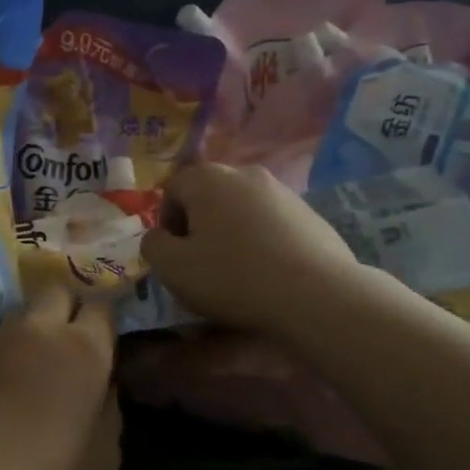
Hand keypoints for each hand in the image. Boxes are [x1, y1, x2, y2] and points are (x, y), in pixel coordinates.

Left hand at [0, 284, 120, 469]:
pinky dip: (5, 354)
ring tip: (33, 361)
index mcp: (85, 348)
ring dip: (33, 328)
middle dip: (67, 305)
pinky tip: (3, 384)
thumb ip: (108, 409)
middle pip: (57, 291)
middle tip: (69, 339)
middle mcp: (41, 331)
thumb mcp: (105, 454)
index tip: (104, 339)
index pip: (102, 306)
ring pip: (22, 313)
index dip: (104, 319)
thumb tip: (102, 388)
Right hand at [141, 163, 359, 336]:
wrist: (316, 296)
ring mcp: (282, 191)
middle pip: (208, 194)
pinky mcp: (310, 213)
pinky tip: (268, 270)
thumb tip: (160, 236)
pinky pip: (271, 222)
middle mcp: (244, 173)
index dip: (166, 221)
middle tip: (202, 261)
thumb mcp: (172, 268)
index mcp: (207, 179)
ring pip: (241, 207)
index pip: (171, 188)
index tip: (176, 254)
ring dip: (231, 231)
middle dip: (199, 223)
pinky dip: (262, 240)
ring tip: (238, 268)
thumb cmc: (232, 277)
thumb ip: (153, 245)